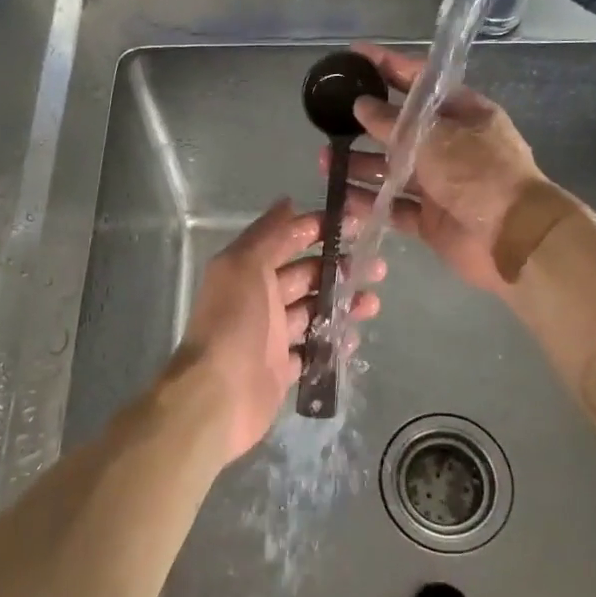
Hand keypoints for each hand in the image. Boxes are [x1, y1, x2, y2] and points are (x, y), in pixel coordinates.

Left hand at [174, 199, 381, 465]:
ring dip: (343, 304)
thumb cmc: (234, 323)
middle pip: (306, 276)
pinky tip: (355, 338)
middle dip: (340, 268)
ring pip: (313, 312)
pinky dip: (333, 343)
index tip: (355, 225)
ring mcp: (271, 336)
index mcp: (248, 270)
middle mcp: (259, 299)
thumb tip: (287, 201)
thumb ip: (268, 234)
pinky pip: (313, 350)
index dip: (318, 230)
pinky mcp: (281, 369)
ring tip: (373, 303)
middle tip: (377, 267)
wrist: (218, 395)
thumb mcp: (245, 266)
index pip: (287, 241)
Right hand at [334, 42, 546, 295]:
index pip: (419, 81)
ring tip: (326, 163)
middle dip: (365, 124)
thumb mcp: (435, 138)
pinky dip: (370, 203)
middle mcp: (451, 145)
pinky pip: (394, 207)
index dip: (387, 66)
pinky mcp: (431, 219)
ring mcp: (440, 184)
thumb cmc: (479, 174)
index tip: (353, 56)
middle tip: (328, 121)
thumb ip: (393, 124)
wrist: (514, 239)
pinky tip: (342, 198)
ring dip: (360, 165)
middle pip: (401, 128)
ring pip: (392, 170)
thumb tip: (361, 105)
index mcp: (463, 113)